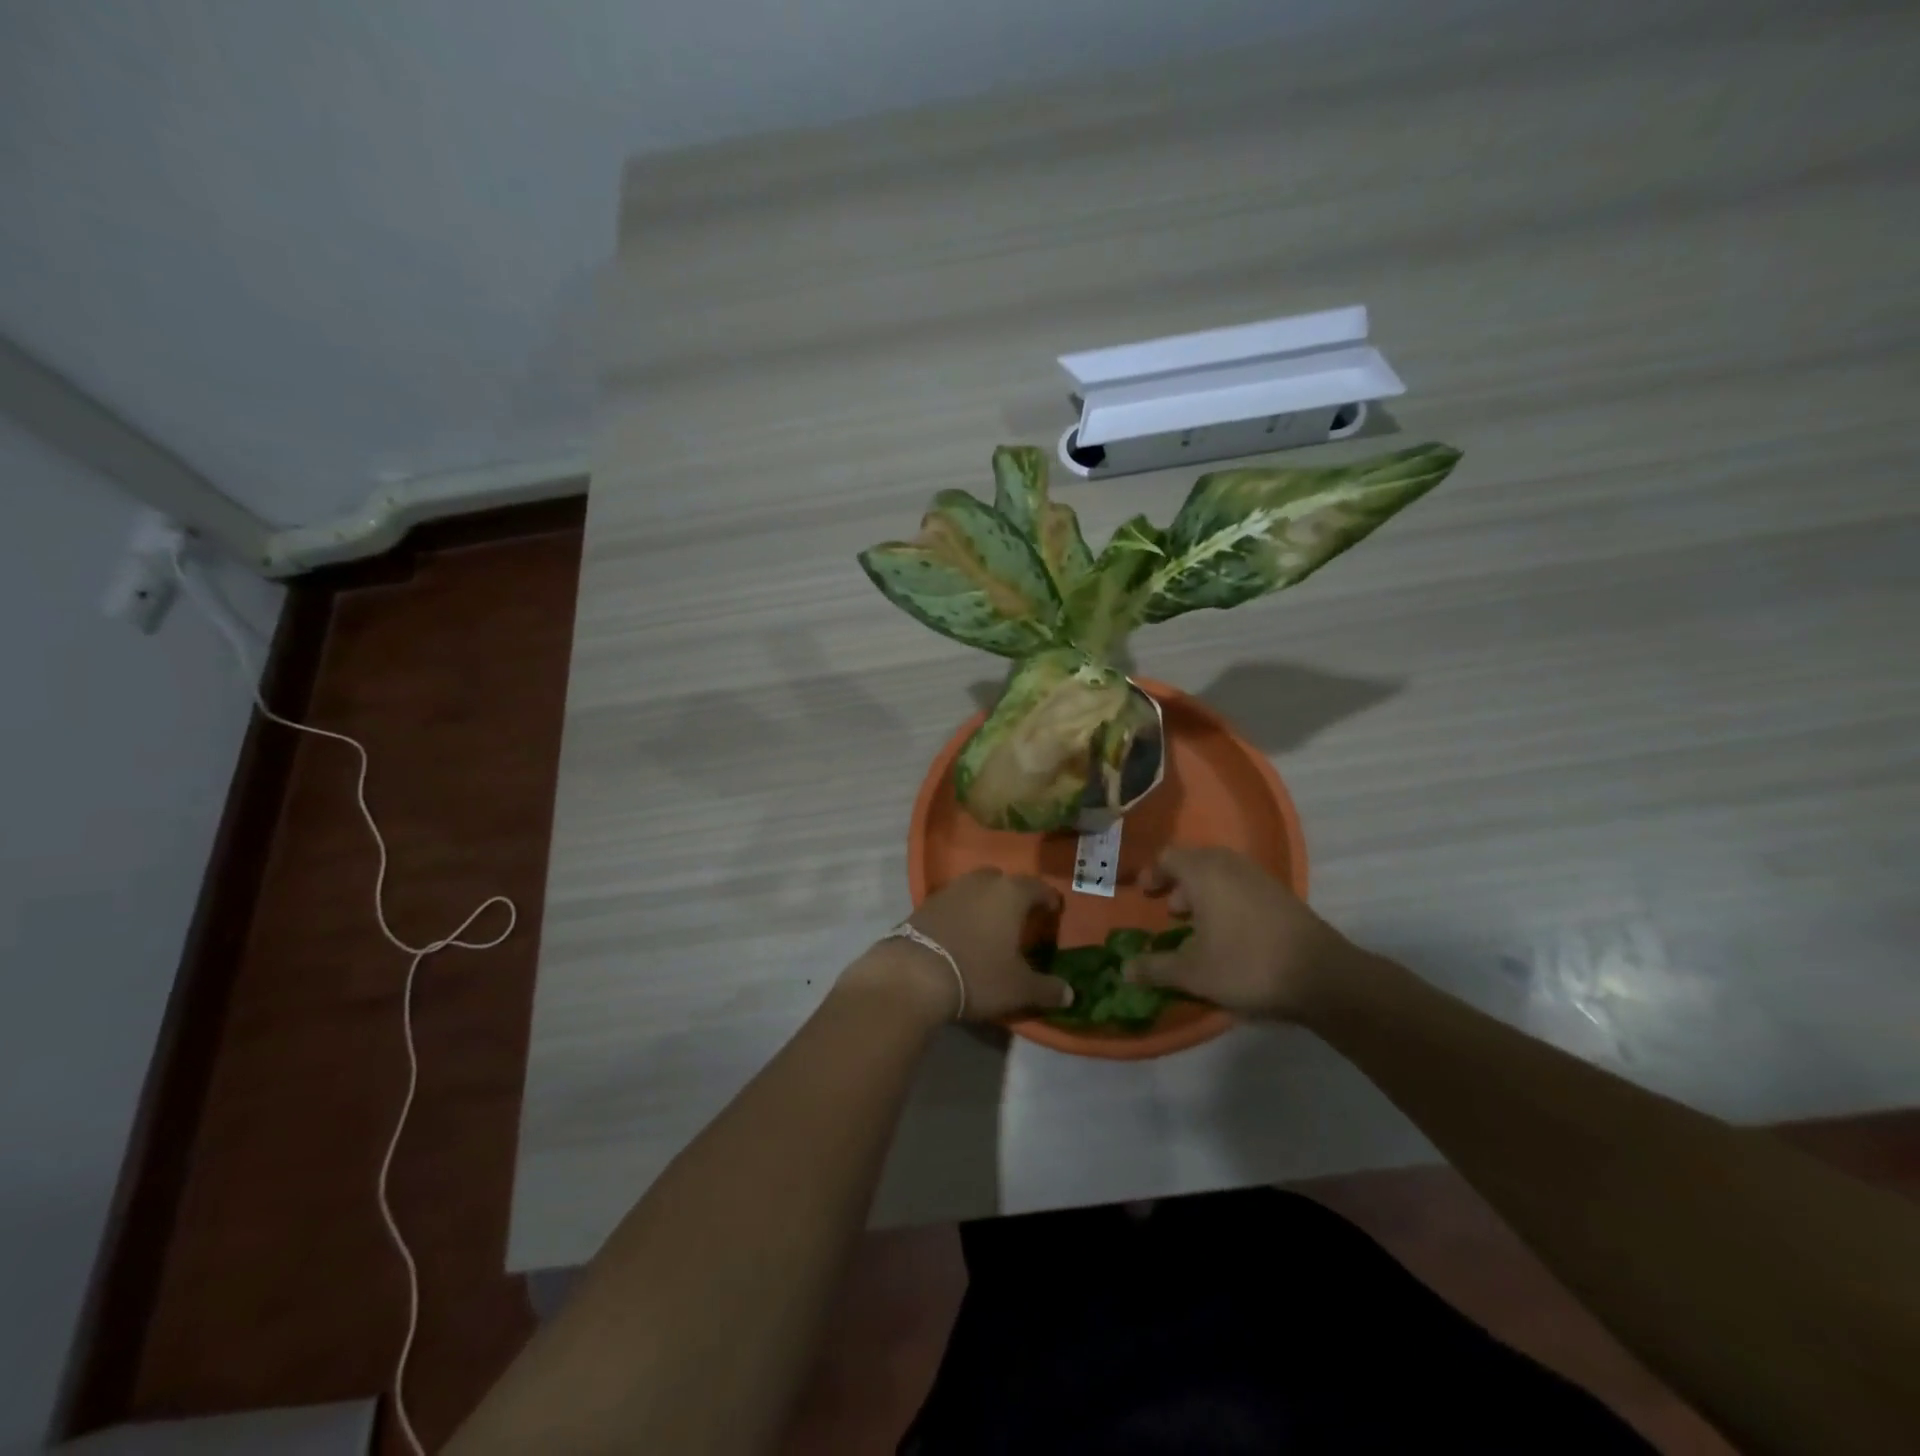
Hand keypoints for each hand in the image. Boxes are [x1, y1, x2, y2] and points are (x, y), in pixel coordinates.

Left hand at [846, 869, 1073, 1024]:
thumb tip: (1070, 993)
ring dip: (984, 902)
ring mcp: (949, 890)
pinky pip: (952, 902)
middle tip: (1020, 917)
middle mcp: (981, 882)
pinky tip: (961, 933)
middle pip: (1003, 881)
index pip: (1037, 887)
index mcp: (1010, 893)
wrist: (914, 974)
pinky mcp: (924, 904)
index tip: (1053, 911)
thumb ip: (1047, 989)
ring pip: (975, 888)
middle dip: (1013, 895)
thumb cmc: (978, 974)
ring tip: (990, 926)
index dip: (1048, 899)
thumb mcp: (1019, 988)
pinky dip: (961, 912)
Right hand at [1126, 847, 1361, 1020]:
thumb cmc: (1246, 965)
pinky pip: (1241, 885)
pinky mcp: (1281, 894)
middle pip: (1195, 862)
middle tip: (1169, 913)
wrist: (1322, 977)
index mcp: (1204, 872)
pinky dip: (1227, 900)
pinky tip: (1229, 934)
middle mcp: (1230, 865)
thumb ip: (1155, 968)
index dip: (1152, 874)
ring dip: (1203, 893)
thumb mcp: (1192, 973)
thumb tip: (1123, 970)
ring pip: (1221, 873)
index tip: (1145, 896)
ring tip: (1197, 926)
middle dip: (1178, 884)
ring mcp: (1260, 877)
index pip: (1168, 857)